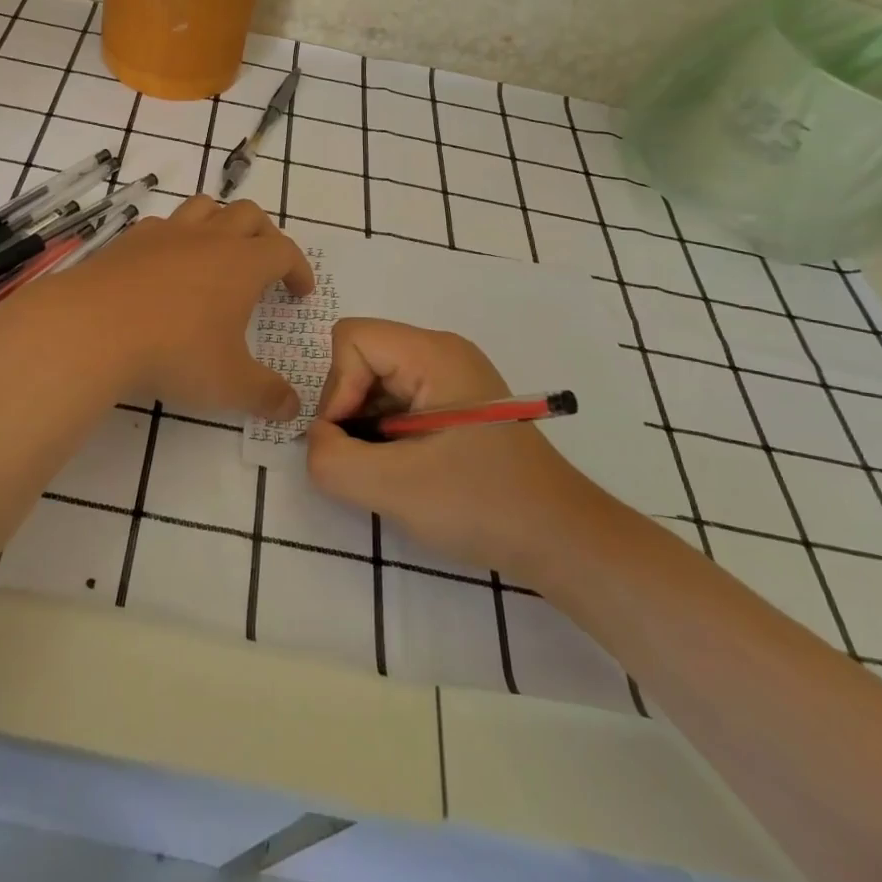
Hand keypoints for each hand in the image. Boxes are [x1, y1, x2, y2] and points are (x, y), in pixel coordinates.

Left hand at [50, 195, 313, 420]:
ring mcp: (166, 233)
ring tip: (219, 251)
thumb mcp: (229, 384)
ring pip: (205, 207)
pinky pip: (163, 224)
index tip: (300, 291)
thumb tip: (292, 407)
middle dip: (265, 235)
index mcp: (242, 263)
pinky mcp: (130, 239)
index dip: (298, 269)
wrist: (93, 328)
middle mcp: (209, 237)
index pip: (284, 251)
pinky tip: (167, 263)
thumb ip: (265, 395)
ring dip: (221, 222)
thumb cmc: (174, 352)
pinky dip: (176, 236)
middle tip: (265, 265)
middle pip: (249, 215)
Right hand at [305, 318, 590, 577]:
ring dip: (365, 425)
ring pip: (375, 382)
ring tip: (385, 470)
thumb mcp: (395, 487)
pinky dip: (384, 434)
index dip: (336, 388)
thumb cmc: (484, 505)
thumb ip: (332, 460)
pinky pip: (396, 402)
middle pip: (361, 358)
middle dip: (348, 409)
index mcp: (434, 353)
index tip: (347, 440)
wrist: (564, 542)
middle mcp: (441, 353)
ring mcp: (450, 378)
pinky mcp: (453, 406)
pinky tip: (402, 470)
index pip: (351, 339)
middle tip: (363, 461)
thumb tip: (317, 441)